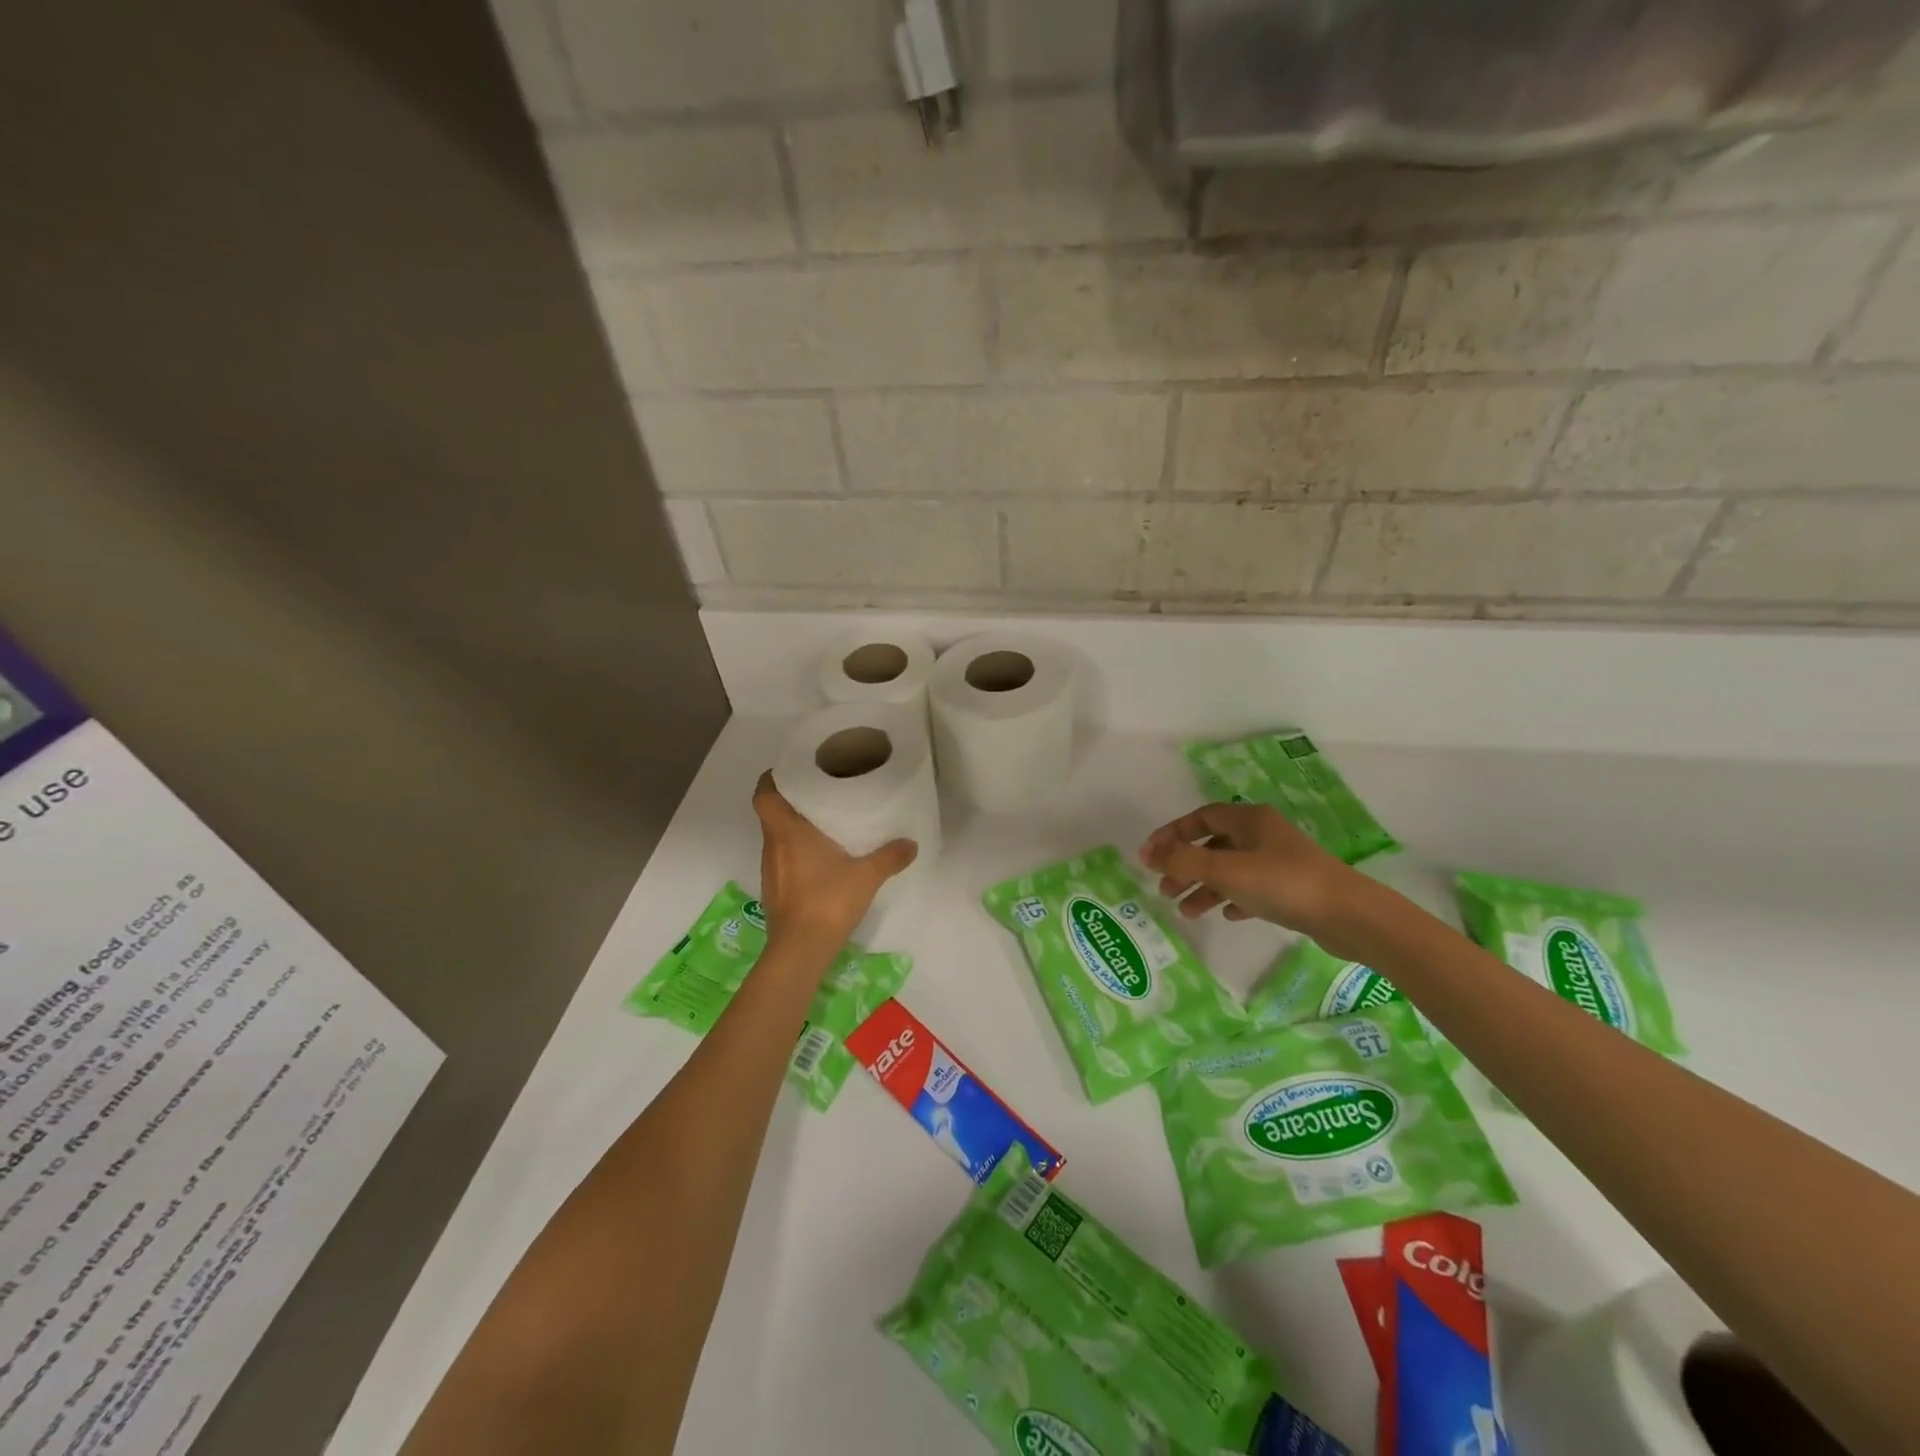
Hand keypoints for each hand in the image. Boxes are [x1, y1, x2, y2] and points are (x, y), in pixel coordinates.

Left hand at [752, 772, 916, 957]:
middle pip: (770, 814)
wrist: (800, 950)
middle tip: (816, 793)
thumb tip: (911, 843)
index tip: (789, 771)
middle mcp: (772, 847)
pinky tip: (818, 860)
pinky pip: (781, 860)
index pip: (764, 795)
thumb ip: (889, 857)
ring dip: (792, 829)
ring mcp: (770, 871)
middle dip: (789, 802)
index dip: (771, 780)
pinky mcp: (774, 891)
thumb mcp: (866, 876)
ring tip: (821, 824)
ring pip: (776, 838)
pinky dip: (794, 854)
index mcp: (788, 833)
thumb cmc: (828, 901)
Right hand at [1139, 803, 1372, 957]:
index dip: (1171, 834)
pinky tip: (1226, 915)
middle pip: (1213, 845)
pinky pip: (1252, 888)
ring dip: (1205, 887)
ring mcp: (1279, 861)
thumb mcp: (1225, 870)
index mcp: (1249, 820)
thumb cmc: (1282, 883)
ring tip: (1186, 912)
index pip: (1199, 818)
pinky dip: (1233, 898)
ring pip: (1230, 869)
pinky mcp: (1292, 888)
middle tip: (1164, 889)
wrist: (1348, 915)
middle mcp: (1263, 834)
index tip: (1148, 857)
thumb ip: (1184, 861)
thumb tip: (1150, 855)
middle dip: (1185, 866)